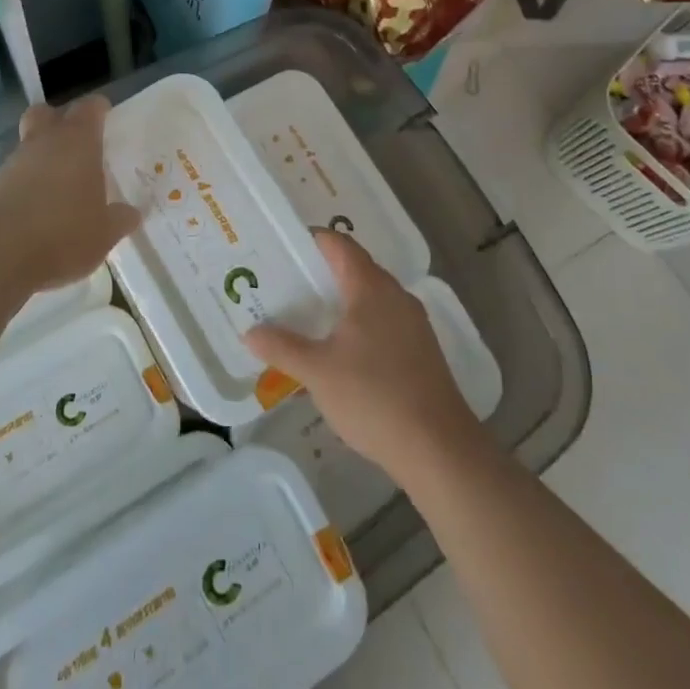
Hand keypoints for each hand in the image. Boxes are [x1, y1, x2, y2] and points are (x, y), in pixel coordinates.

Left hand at [0, 96, 141, 296]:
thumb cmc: (64, 233)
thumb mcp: (105, 232)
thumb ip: (120, 219)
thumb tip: (132, 213)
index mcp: (78, 141)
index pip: (89, 107)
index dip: (99, 109)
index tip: (107, 118)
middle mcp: (45, 141)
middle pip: (47, 113)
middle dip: (60, 121)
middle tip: (78, 143)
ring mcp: (15, 162)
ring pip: (30, 143)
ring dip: (43, 155)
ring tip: (61, 183)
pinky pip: (17, 172)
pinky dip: (28, 181)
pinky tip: (40, 206)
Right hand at [243, 230, 489, 483]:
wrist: (439, 448)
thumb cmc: (374, 397)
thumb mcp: (317, 372)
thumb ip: (282, 347)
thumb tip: (250, 332)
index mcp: (371, 287)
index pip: (340, 245)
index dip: (312, 240)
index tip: (283, 248)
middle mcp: (396, 295)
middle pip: (356, 268)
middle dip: (321, 273)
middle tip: (286, 284)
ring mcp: (413, 323)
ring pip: (371, 297)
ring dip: (341, 300)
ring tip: (308, 316)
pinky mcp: (421, 350)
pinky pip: (384, 320)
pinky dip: (359, 322)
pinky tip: (341, 350)